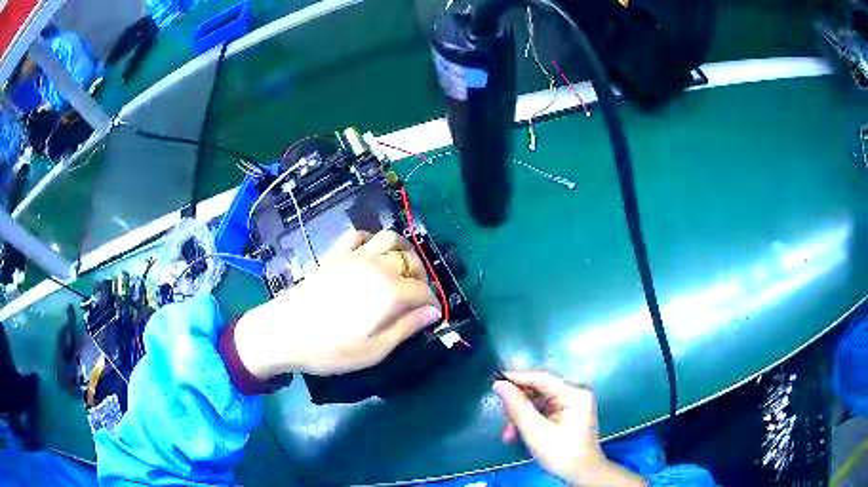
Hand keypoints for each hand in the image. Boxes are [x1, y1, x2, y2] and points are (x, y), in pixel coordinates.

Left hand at [234, 229, 441, 377]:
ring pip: (388, 238)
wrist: (284, 332)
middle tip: (416, 295)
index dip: (432, 302)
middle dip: (421, 275)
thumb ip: (406, 327)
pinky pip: (357, 235)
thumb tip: (433, 312)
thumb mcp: (374, 350)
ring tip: (400, 268)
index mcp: (390, 292)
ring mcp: (354, 256)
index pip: (423, 290)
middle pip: (410, 260)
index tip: (431, 315)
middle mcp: (377, 266)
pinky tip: (369, 255)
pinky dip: (370, 240)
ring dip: (401, 250)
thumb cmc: (331, 349)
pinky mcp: (334, 254)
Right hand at [494, 370, 646, 486]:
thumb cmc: (561, 453)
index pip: (541, 377)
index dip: (517, 378)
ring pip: (538, 401)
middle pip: (539, 389)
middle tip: (503, 419)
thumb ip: (517, 406)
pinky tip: (518, 433)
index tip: (494, 381)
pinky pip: (543, 410)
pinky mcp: (568, 413)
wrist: (581, 473)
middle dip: (518, 405)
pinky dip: (529, 420)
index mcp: (574, 393)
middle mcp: (575, 393)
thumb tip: (499, 384)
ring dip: (521, 416)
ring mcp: (572, 403)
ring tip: (509, 433)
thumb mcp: (535, 431)